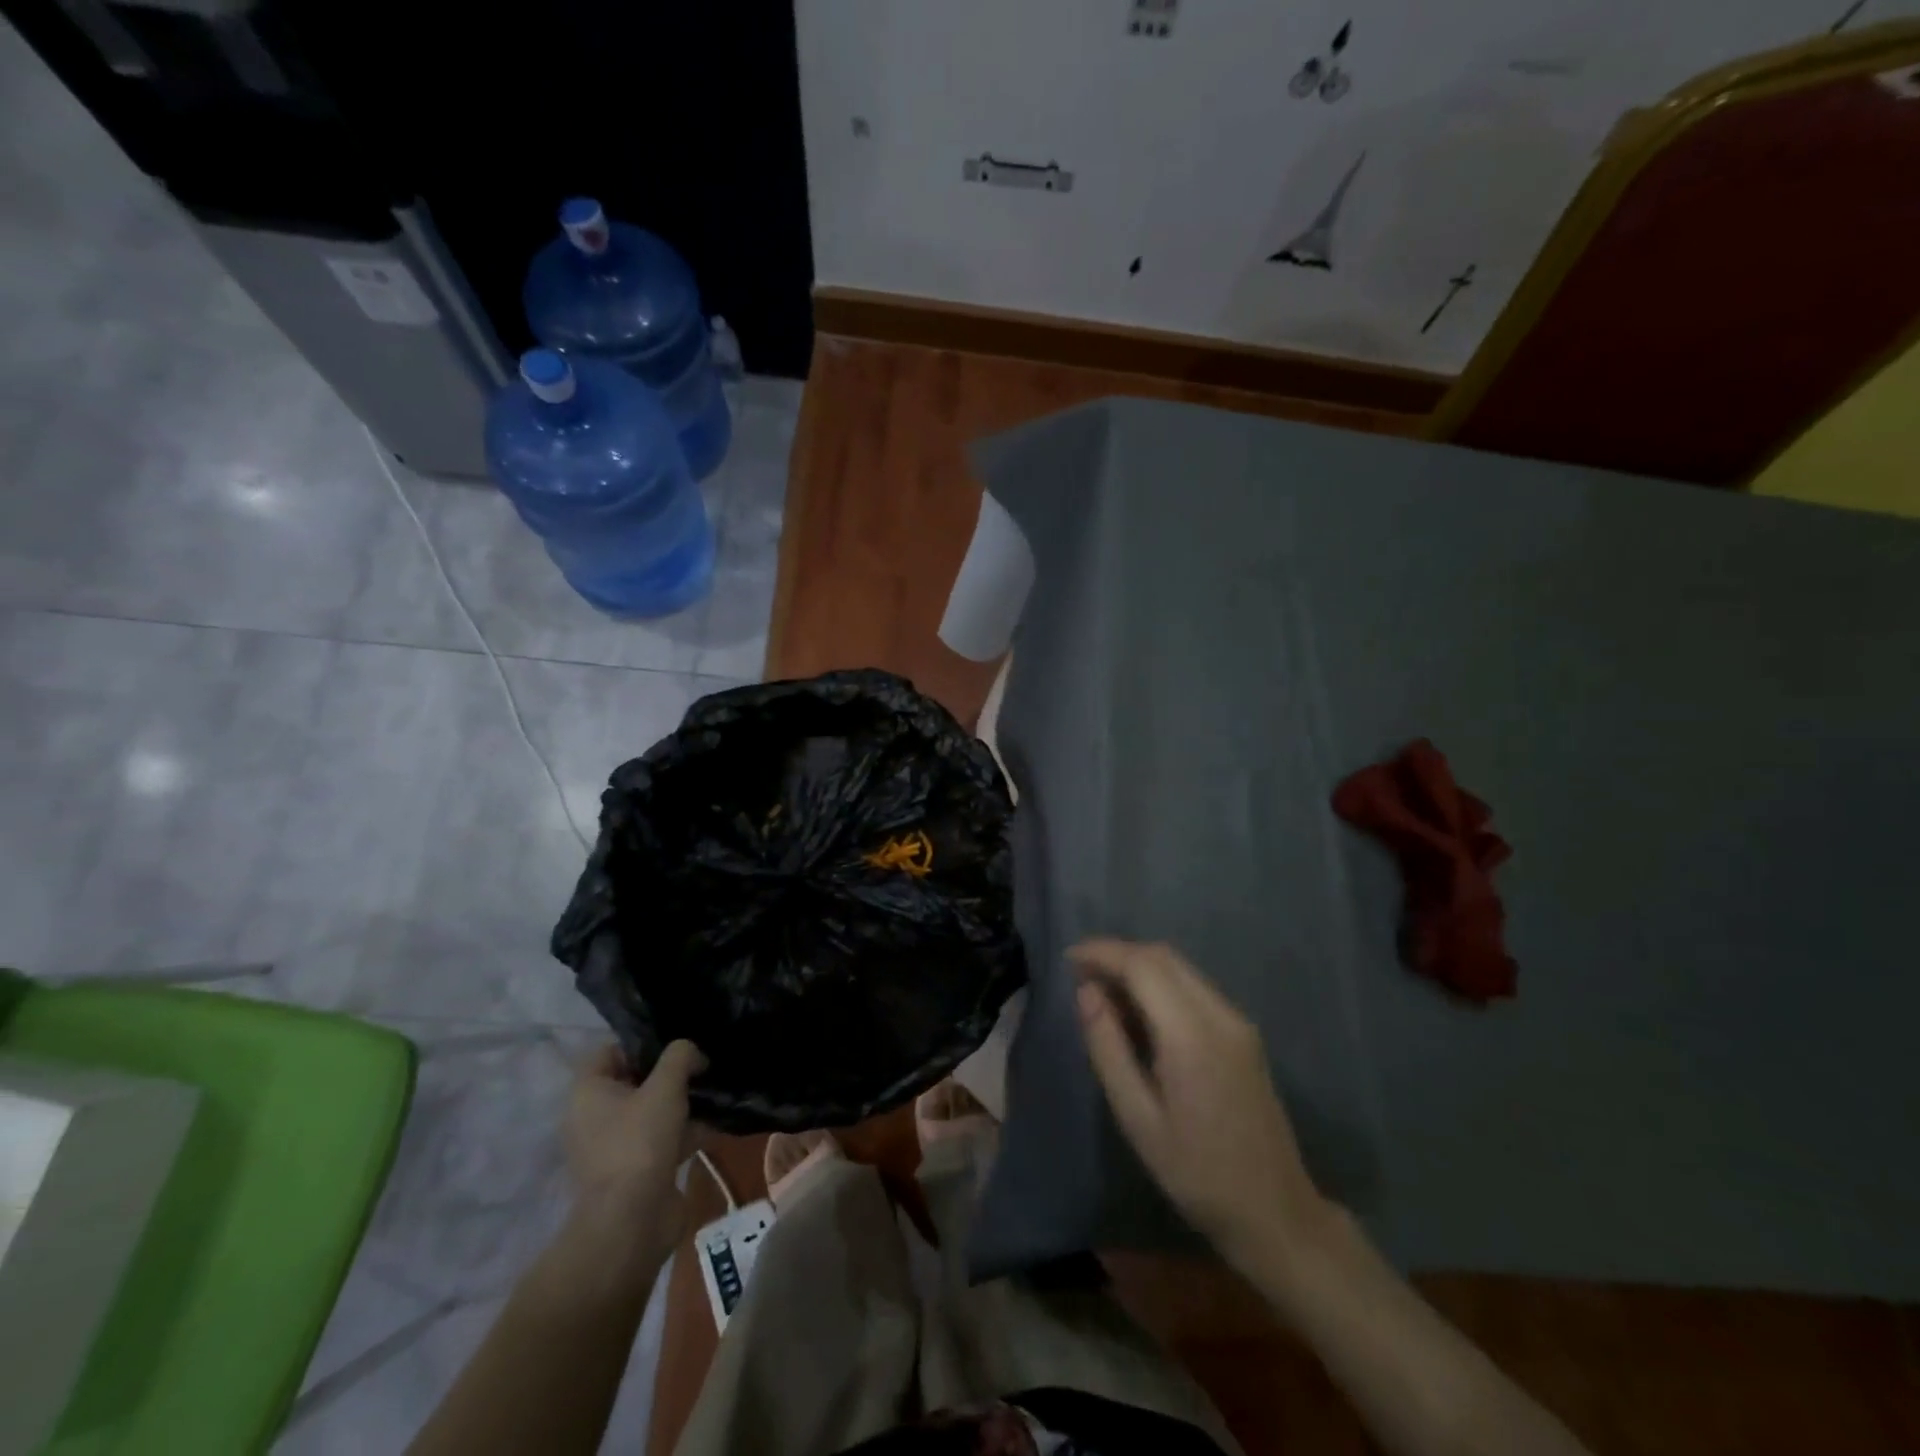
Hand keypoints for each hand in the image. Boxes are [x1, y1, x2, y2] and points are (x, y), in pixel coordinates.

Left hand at [561, 1041, 706, 1279]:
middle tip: (703, 1065)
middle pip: (636, 1081)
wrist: (632, 1222)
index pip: (611, 1051)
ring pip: (653, 1111)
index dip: (643, 1043)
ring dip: (683, 1103)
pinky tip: (717, 1124)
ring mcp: (615, 1146)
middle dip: (671, 1073)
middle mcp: (595, 1117)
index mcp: (588, 1093)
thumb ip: (681, 1056)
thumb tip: (692, 1053)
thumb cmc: (639, 1142)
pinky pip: (663, 1139)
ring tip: (716, 1092)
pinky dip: (686, 1132)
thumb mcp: (665, 1086)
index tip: (677, 1045)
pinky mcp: (636, 1170)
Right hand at [1072, 939, 1330, 1273]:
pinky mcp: (1243, 1033)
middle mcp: (1220, 1015)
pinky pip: (1194, 987)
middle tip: (1080, 975)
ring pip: (1180, 968)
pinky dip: (1160, 984)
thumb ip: (1108, 1047)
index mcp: (1192, 1035)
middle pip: (1163, 956)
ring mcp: (1237, 1022)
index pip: (1143, 965)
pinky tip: (1139, 1012)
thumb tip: (1086, 992)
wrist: (1276, 1212)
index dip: (1103, 953)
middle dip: (1119, 954)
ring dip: (1139, 967)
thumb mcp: (1137, 1118)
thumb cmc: (1196, 1173)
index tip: (1068, 960)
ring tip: (1102, 992)